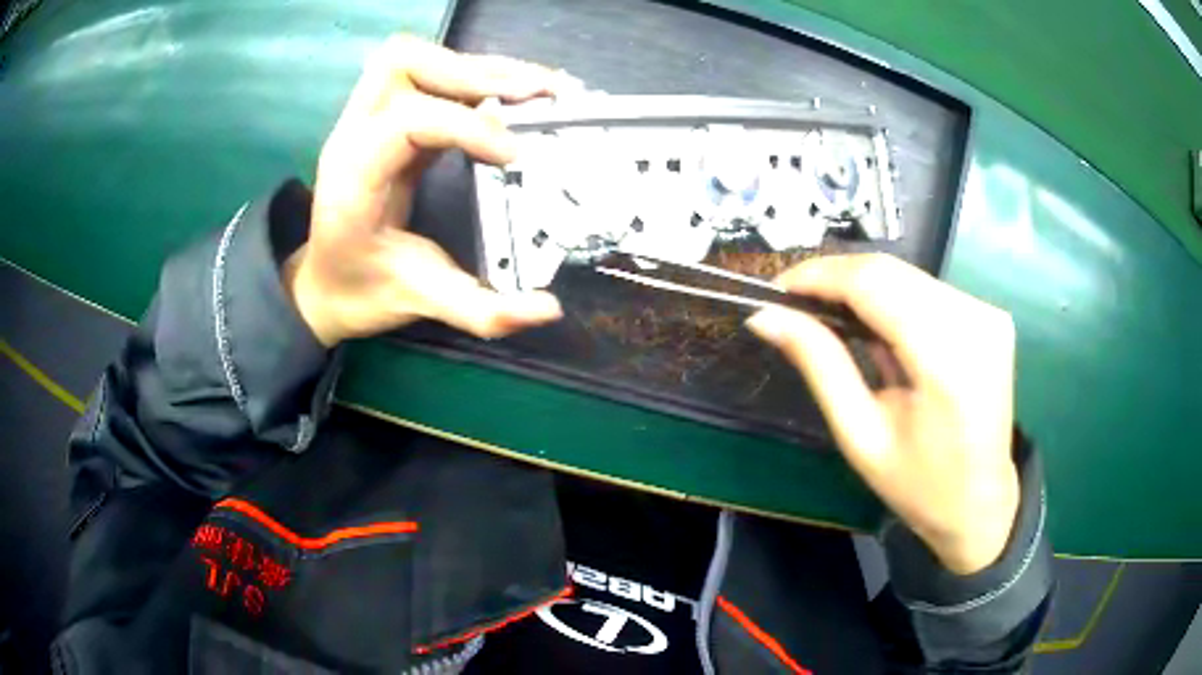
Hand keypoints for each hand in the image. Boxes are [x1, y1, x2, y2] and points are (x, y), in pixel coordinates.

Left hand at [285, 36, 582, 345]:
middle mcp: (352, 135)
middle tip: (539, 96)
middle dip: (476, 73)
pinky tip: (512, 94)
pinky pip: (426, 74)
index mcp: (353, 179)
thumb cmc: (361, 291)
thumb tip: (548, 308)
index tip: (516, 155)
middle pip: (404, 65)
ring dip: (476, 66)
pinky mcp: (386, 117)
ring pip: (414, 57)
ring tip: (534, 88)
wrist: (323, 285)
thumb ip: (483, 311)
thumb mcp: (420, 303)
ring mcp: (365, 119)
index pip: (407, 122)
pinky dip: (473, 75)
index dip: (467, 127)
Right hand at [747, 254, 1018, 574]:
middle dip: (837, 278)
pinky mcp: (990, 315)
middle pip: (891, 270)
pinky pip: (927, 289)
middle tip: (796, 304)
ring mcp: (988, 314)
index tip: (778, 288)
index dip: (821, 275)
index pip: (875, 284)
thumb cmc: (918, 485)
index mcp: (947, 360)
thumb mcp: (860, 434)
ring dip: (862, 287)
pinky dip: (892, 298)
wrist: (980, 503)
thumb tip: (767, 317)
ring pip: (907, 274)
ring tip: (830, 317)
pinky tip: (875, 327)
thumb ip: (820, 365)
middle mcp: (976, 321)